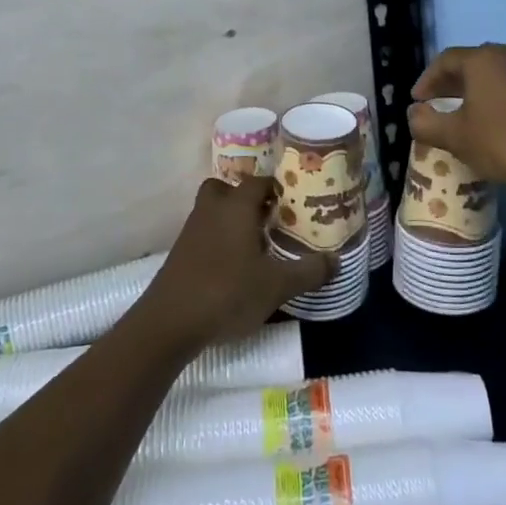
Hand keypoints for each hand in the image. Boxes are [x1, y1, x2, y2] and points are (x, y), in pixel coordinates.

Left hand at [136, 177, 336, 351]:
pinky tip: (232, 267)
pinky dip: (217, 241)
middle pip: (226, 189)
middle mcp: (211, 210)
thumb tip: (336, 260)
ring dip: (230, 220)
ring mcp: (191, 231)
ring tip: (255, 244)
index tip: (293, 202)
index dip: (276, 187)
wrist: (169, 322)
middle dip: (245, 199)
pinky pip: (203, 234)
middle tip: (268, 218)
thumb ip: (309, 271)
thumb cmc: (228, 292)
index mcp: (236, 207)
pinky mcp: (179, 254)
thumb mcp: (277, 286)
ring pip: (212, 211)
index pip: (257, 182)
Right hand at [408, 44, 505, 194]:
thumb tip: (414, 114)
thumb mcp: (457, 137)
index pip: (445, 60)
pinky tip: (497, 122)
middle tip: (437, 104)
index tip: (418, 101)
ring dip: (477, 90)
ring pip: (496, 74)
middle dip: (451, 83)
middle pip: (472, 63)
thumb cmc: (505, 142)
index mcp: (483, 59)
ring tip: (465, 115)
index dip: (427, 80)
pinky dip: (499, 98)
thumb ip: (427, 124)